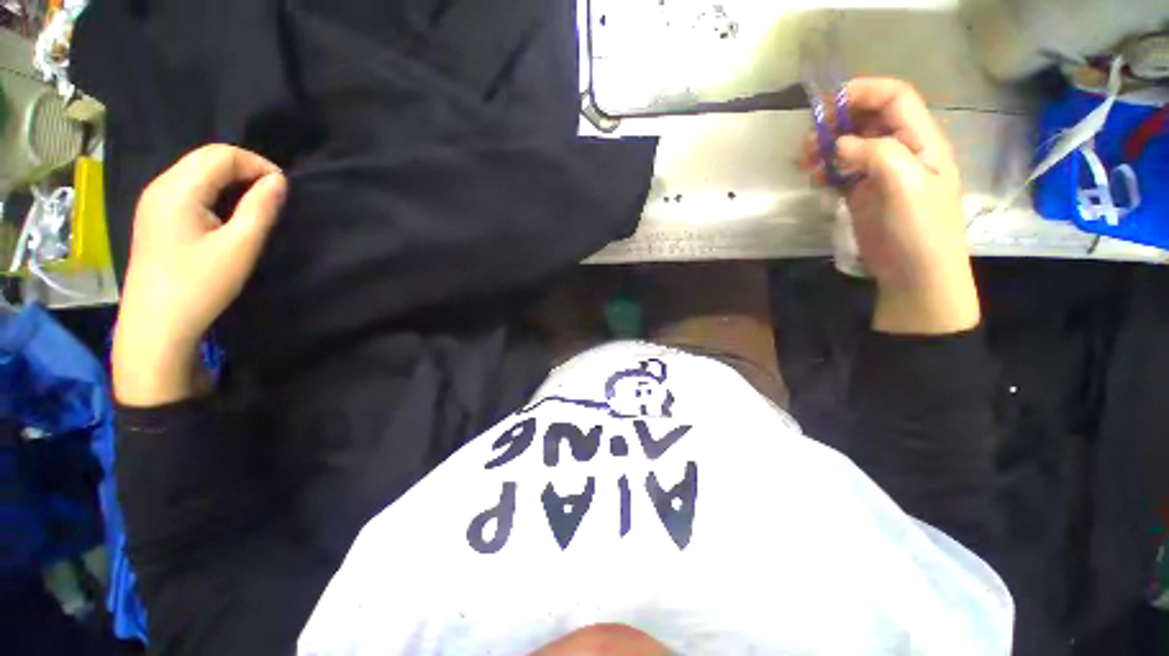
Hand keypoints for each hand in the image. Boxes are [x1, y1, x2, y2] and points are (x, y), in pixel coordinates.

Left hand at [112, 145, 286, 405]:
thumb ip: (261, 208)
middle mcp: (161, 186)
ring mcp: (154, 201)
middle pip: (207, 158)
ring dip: (230, 179)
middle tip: (273, 195)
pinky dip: (215, 191)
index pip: (222, 155)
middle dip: (245, 168)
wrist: (156, 324)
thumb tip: (279, 182)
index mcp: (178, 189)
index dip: (258, 164)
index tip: (284, 189)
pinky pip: (189, 187)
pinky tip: (227, 212)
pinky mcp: (155, 216)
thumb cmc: (200, 285)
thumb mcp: (240, 247)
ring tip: (255, 204)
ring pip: (197, 171)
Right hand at [803, 78, 979, 334]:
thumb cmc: (919, 229)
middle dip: (837, 122)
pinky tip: (815, 181)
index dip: (863, 91)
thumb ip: (877, 154)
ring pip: (850, 144)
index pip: (894, 97)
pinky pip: (840, 170)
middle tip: (809, 142)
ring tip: (806, 164)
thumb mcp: (906, 186)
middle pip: (868, 118)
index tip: (827, 106)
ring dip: (825, 148)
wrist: (914, 272)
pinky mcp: (862, 192)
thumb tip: (840, 144)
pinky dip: (824, 170)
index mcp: (920, 140)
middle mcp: (901, 148)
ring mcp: (879, 172)